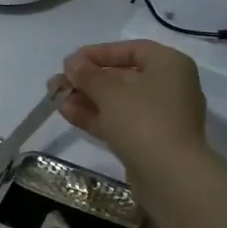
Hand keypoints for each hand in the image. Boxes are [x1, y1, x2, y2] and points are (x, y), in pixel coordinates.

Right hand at [56, 39, 208, 173]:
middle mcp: (169, 87)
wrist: (171, 177)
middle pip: (122, 77)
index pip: (131, 50)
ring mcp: (160, 117)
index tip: (72, 60)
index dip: (99, 53)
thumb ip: (88, 74)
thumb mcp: (110, 92)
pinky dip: (96, 116)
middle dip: (87, 80)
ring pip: (118, 101)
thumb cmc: (144, 120)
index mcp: (169, 65)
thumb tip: (72, 62)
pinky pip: (120, 121)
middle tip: (57, 82)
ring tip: (55, 98)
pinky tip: (67, 113)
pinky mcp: (150, 141)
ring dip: (86, 98)